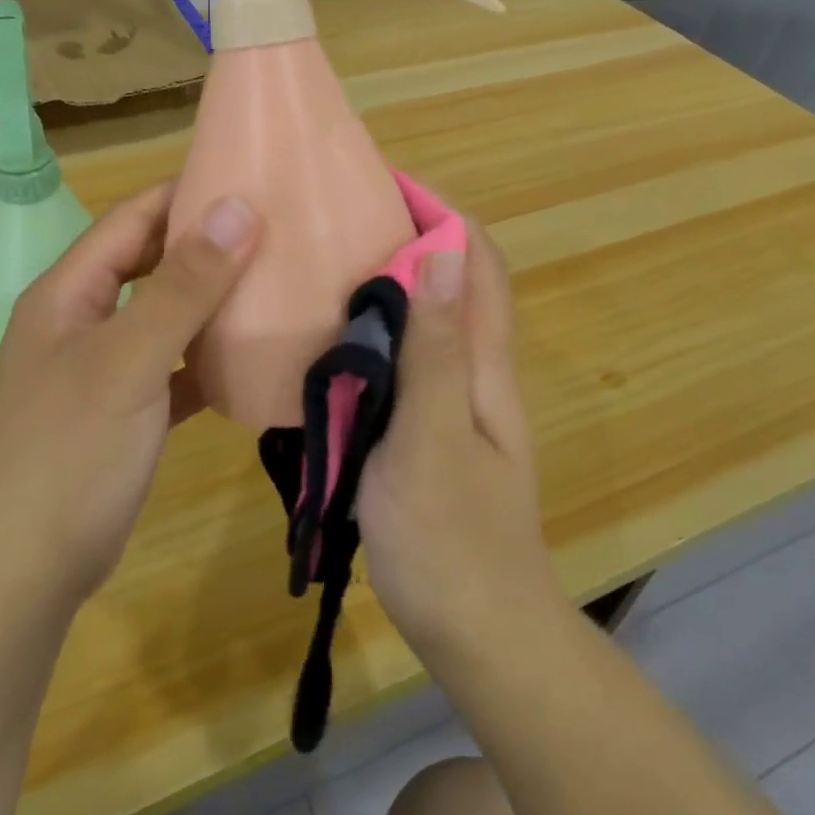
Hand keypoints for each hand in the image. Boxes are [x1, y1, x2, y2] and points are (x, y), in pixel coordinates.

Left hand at [0, 182, 260, 610]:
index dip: (184, 193)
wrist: (22, 576)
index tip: (249, 178)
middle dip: (206, 244)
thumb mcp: (128, 362)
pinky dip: (206, 357)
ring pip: (164, 315)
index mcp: (69, 293)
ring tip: (275, 281)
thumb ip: (182, 286)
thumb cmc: (68, 455)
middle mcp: (82, 321)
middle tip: (275, 228)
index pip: (132, 219)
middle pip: (149, 263)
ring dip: (210, 300)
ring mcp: (102, 368)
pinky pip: (173, 366)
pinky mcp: (124, 412)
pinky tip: (249, 356)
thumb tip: (237, 208)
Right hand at [356, 225, 561, 669]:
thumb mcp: (433, 438)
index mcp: (486, 362)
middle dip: (412, 233)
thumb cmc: (452, 538)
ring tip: (328, 262)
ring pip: (432, 316)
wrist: (480, 634)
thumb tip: (444, 253)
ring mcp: (457, 399)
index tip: (383, 181)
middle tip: (341, 216)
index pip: (477, 259)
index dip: (440, 211)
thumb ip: (437, 349)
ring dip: (394, 278)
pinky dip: (380, 328)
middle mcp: (478, 368)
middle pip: (456, 279)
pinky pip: (410, 356)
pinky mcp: (432, 427)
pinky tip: (334, 338)